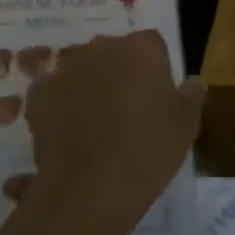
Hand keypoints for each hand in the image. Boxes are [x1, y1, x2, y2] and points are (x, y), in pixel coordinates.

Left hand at [15, 31, 203, 221]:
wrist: (90, 190)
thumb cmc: (148, 152)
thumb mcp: (185, 127)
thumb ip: (191, 97)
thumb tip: (195, 82)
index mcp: (141, 48)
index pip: (152, 45)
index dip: (156, 69)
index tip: (157, 98)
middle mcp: (102, 47)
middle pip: (115, 52)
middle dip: (121, 72)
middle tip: (127, 111)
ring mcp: (67, 68)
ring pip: (84, 69)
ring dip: (90, 86)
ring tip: (95, 125)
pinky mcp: (39, 93)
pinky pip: (55, 91)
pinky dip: (61, 105)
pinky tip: (69, 133)